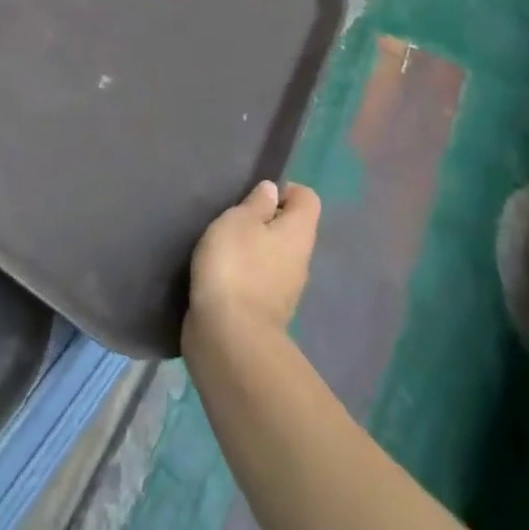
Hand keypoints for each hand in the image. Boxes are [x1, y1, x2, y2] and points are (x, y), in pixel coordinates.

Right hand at [187, 180, 320, 340]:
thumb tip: (273, 191)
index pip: (307, 199)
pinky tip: (221, 274)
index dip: (285, 190)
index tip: (256, 197)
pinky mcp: (265, 313)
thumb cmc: (235, 266)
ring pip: (274, 256)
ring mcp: (285, 291)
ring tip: (223, 246)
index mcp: (299, 234)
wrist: (229, 339)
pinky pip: (260, 281)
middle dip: (264, 220)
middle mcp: (300, 261)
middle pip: (290, 228)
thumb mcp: (240, 220)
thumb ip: (257, 203)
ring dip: (252, 249)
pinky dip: (245, 274)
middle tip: (234, 220)